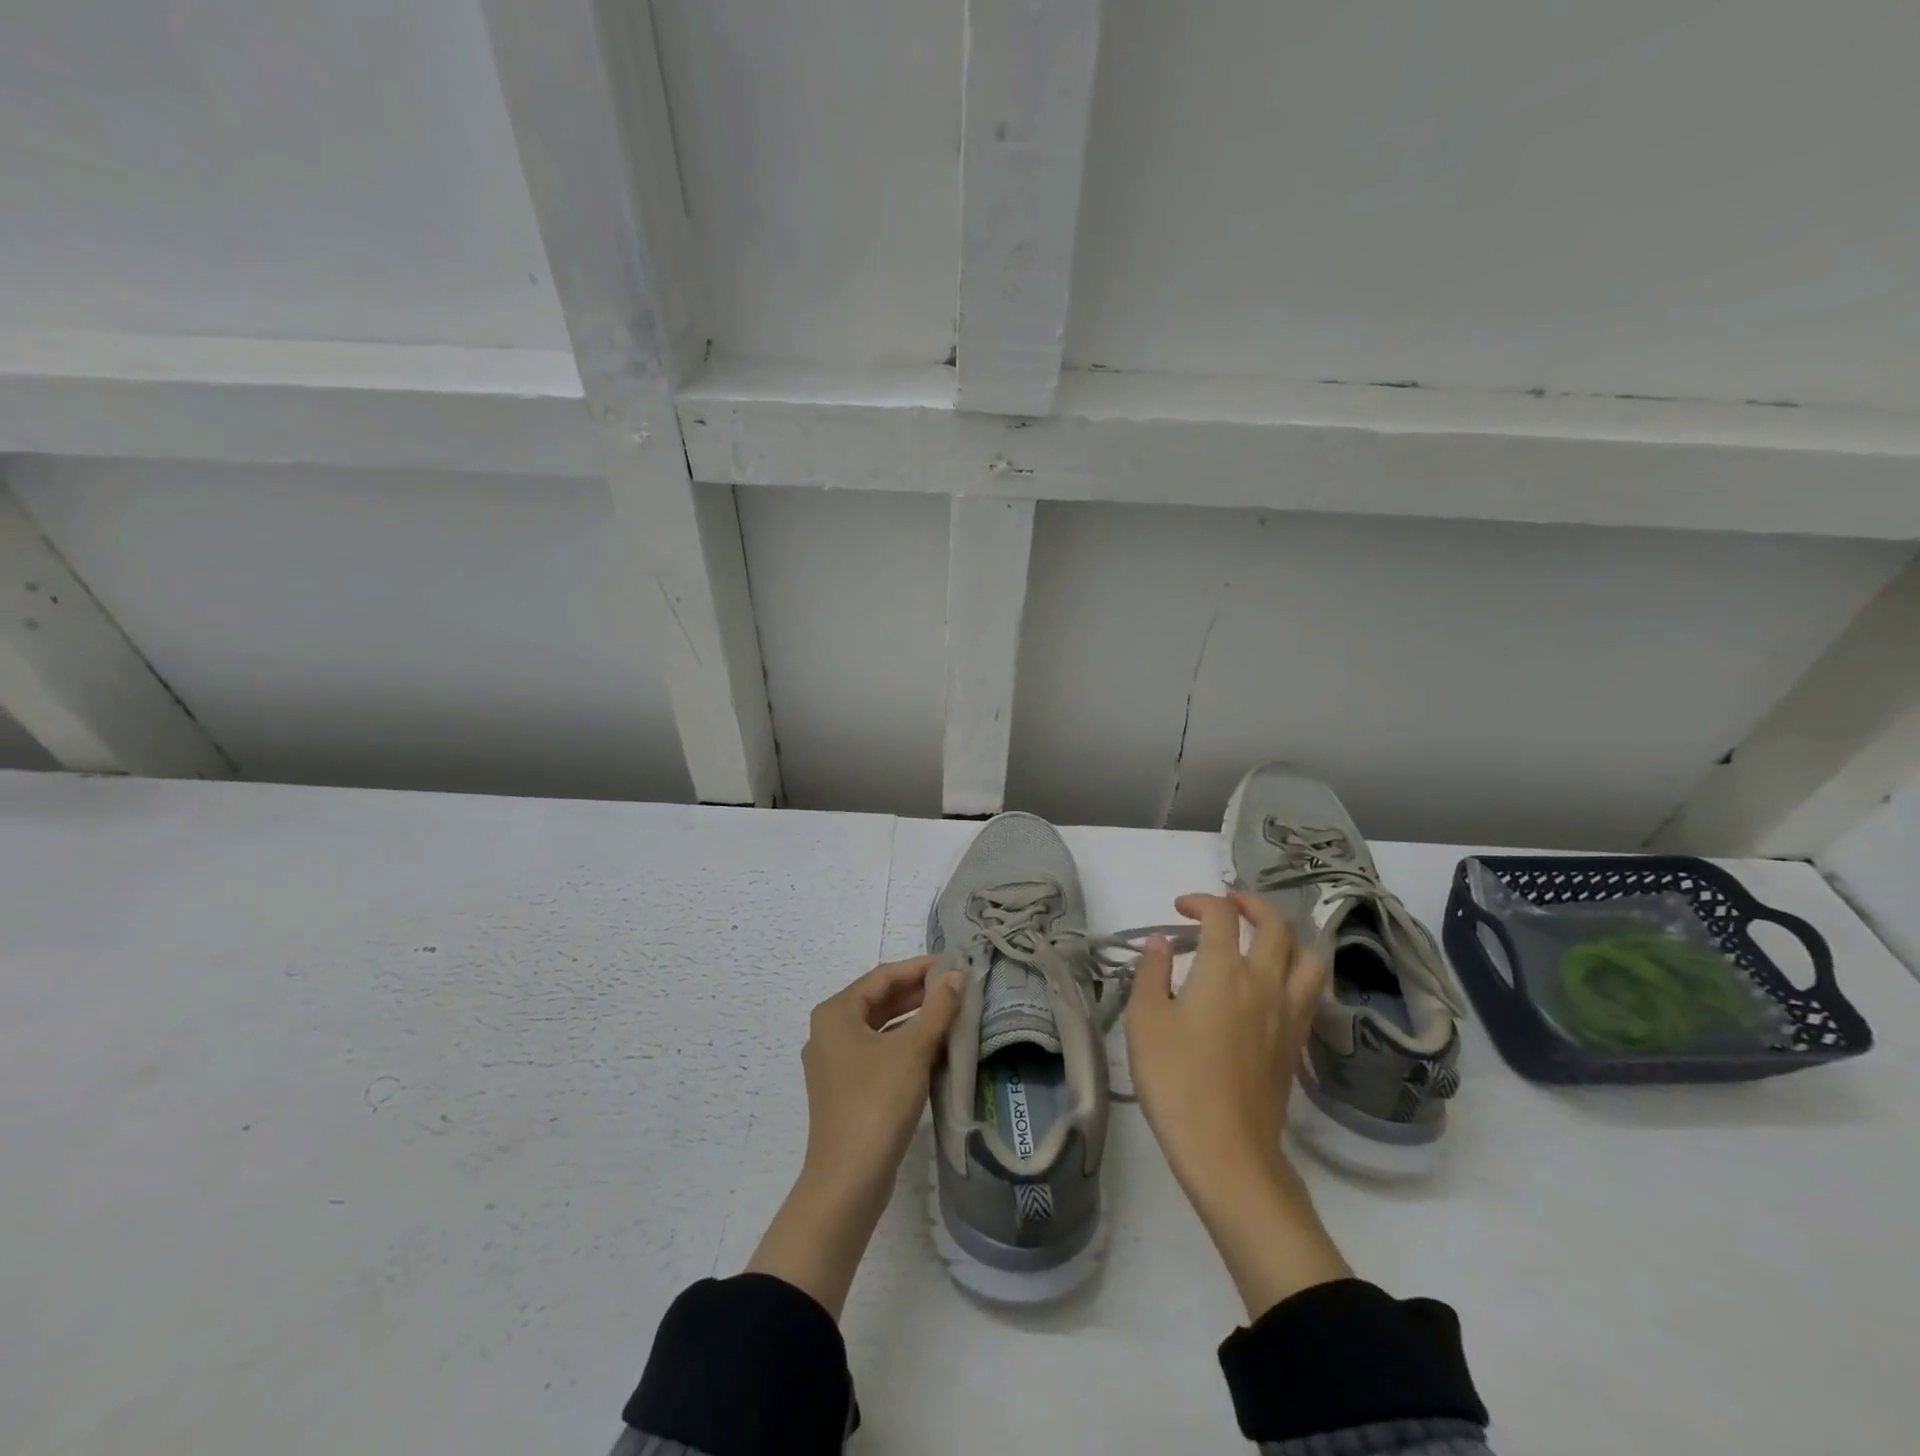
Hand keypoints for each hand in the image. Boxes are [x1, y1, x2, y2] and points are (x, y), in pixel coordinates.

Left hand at [746, 956, 963, 1316]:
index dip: (919, 967)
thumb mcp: (913, 1050)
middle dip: (919, 992)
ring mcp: (835, 1063)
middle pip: (879, 1000)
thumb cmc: (877, 1103)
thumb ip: (937, 1009)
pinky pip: (879, 1052)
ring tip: (953, 1012)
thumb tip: (957, 976)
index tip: (954, 963)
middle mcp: (829, 1031)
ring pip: (881, 1027)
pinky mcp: (846, 1089)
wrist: (848, 1181)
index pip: (883, 976)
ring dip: (915, 1018)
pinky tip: (936, 1048)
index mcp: (836, 1013)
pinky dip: (905, 1044)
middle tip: (958, 986)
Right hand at [1127, 892, 1350, 1318]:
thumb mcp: (1145, 1020)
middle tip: (1227, 905)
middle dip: (1251, 904)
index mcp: (1224, 970)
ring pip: (1307, 957)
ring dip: (1287, 936)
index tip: (1179, 909)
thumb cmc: (1176, 1079)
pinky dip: (1296, 971)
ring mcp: (1287, 1013)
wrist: (1226, 1149)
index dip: (1201, 901)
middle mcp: (1264, 982)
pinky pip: (1310, 991)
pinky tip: (1274, 985)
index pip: (1221, 915)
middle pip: (1275, 925)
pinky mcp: (1296, 1043)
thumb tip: (1163, 943)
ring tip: (1264, 938)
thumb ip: (1152, 973)